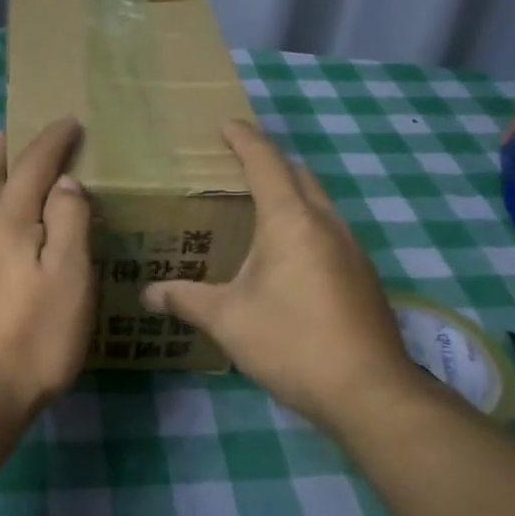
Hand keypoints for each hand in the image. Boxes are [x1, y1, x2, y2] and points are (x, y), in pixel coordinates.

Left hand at [0, 117, 94, 426]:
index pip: (32, 165)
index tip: (69, 121)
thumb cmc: (34, 338)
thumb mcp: (70, 278)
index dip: (52, 140)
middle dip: (6, 150)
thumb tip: (63, 182)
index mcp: (6, 221)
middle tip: (16, 132)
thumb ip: (69, 222)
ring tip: (1, 169)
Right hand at [142, 119, 433, 433]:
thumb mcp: (227, 320)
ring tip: (260, 207)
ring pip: (319, 204)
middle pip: (300, 176)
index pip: (266, 163)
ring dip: (292, 194)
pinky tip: (288, 256)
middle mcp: (326, 224)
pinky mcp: (362, 276)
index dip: (245, 140)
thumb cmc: (291, 342)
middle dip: (271, 162)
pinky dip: (306, 224)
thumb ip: (185, 299)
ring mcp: (352, 250)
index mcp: (291, 221)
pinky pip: (329, 231)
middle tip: (239, 164)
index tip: (227, 124)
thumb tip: (147, 294)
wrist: (368, 391)